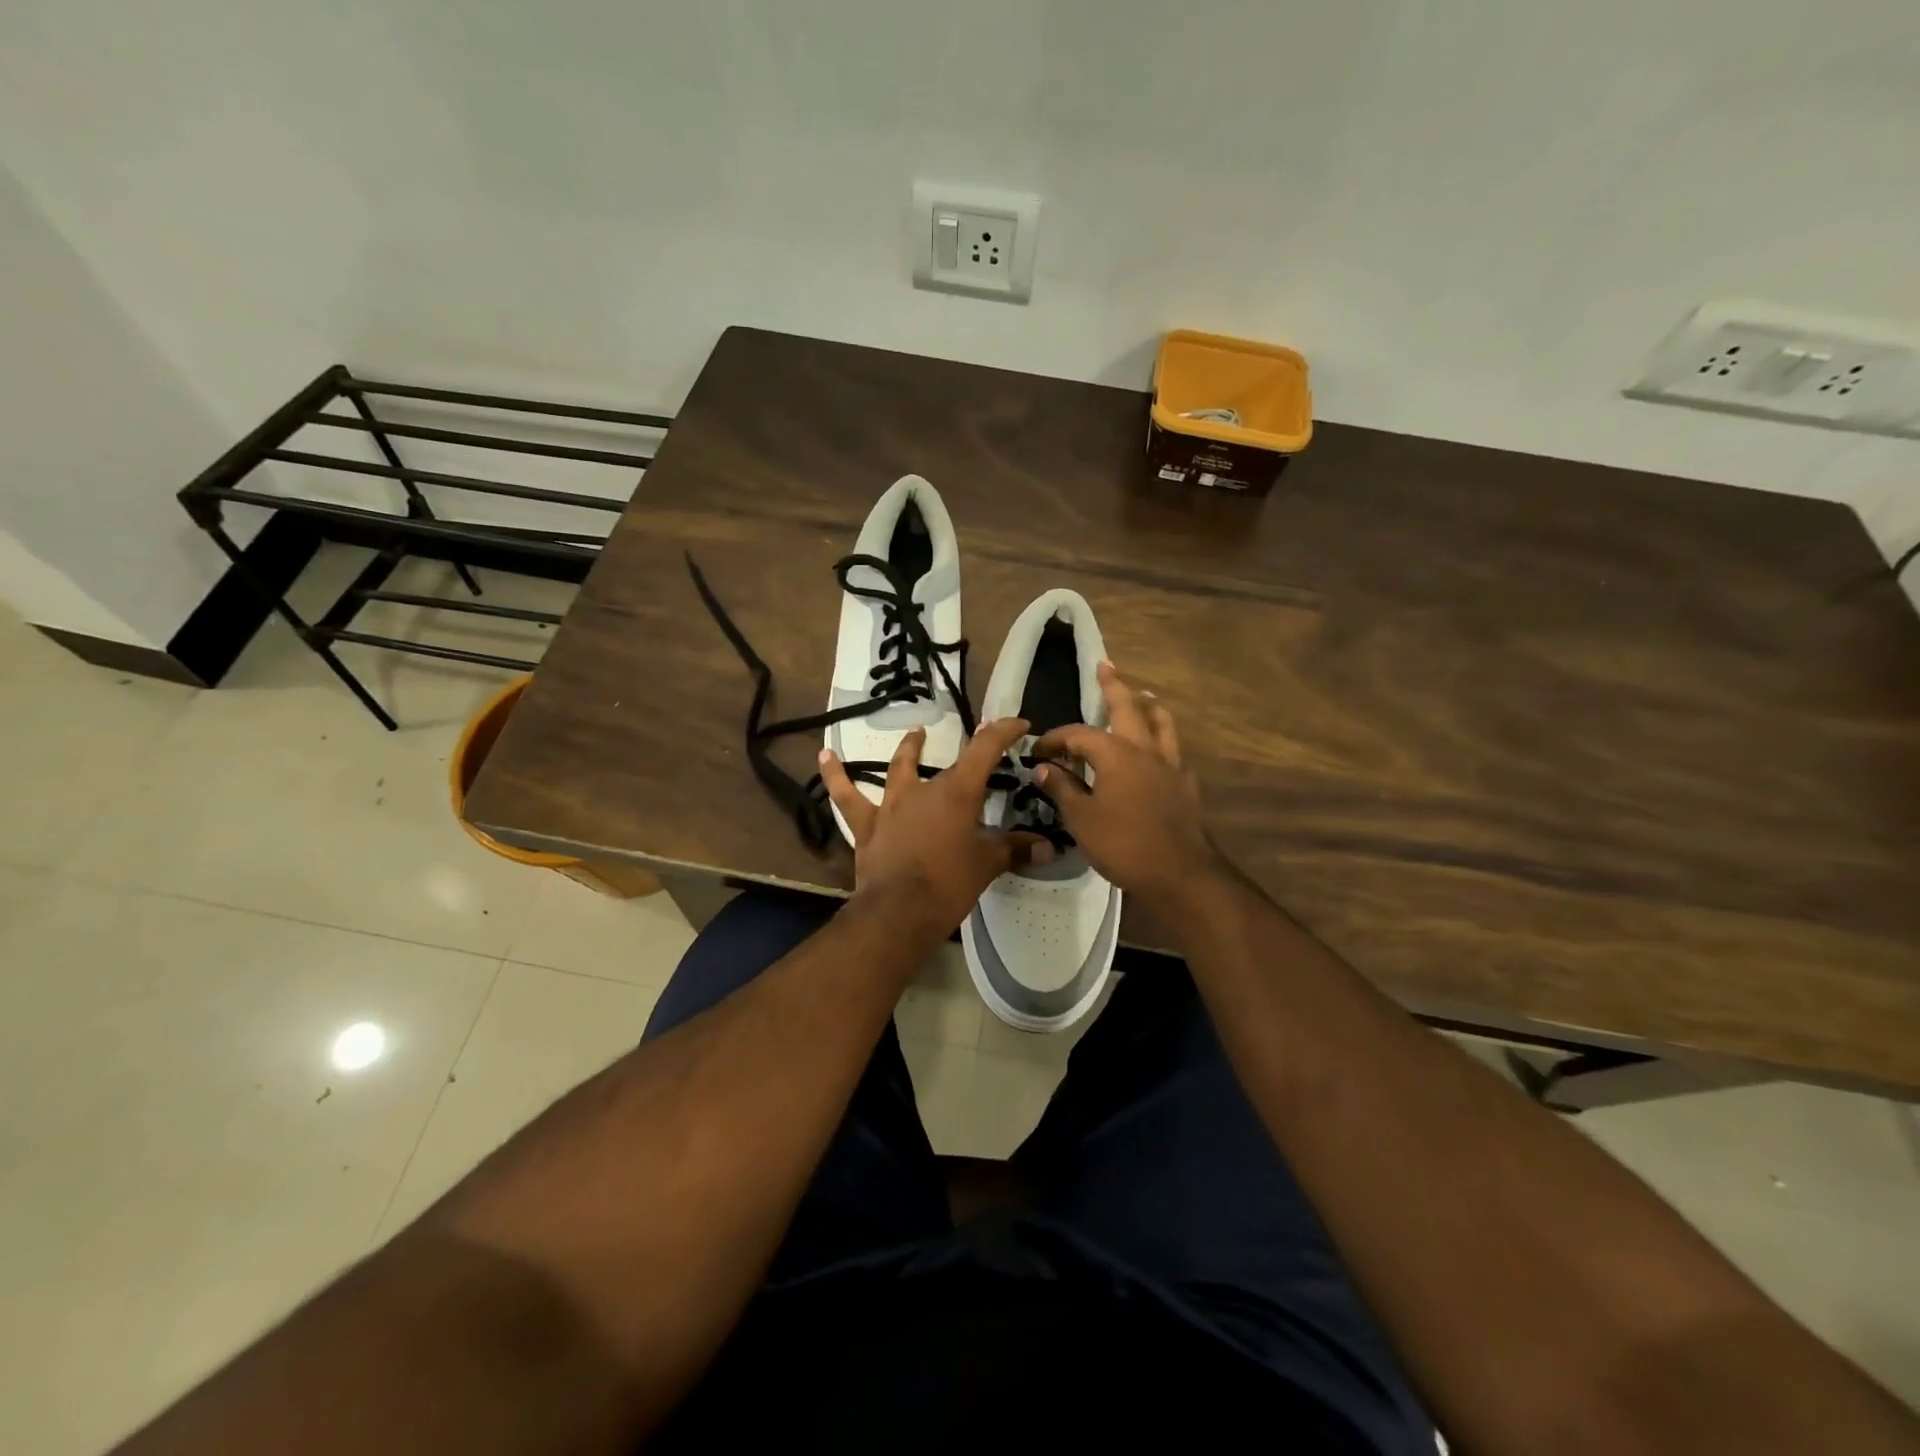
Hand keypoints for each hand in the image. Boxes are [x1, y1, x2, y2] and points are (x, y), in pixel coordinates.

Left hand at [820, 718, 1051, 939]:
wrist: (898, 912)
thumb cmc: (949, 883)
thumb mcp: (987, 864)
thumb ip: (1016, 850)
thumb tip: (1049, 848)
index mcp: (957, 792)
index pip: (984, 749)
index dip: (1003, 731)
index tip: (1019, 723)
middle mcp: (923, 790)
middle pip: (950, 764)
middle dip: (970, 754)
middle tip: (984, 748)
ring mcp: (891, 805)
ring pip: (899, 769)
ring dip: (908, 750)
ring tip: (914, 734)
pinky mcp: (867, 826)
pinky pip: (847, 796)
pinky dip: (835, 776)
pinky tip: (824, 755)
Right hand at [1031, 662, 1224, 910]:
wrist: (1179, 873)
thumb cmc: (1124, 844)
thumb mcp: (1082, 819)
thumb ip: (1062, 789)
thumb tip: (1043, 767)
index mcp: (1116, 754)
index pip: (1079, 734)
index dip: (1056, 738)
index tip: (1039, 750)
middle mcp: (1145, 750)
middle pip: (1128, 708)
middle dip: (1114, 686)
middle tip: (1105, 668)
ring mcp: (1170, 765)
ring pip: (1161, 723)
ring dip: (1149, 706)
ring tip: (1144, 695)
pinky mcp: (1185, 785)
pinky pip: (1174, 750)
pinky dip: (1163, 740)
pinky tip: (1160, 749)